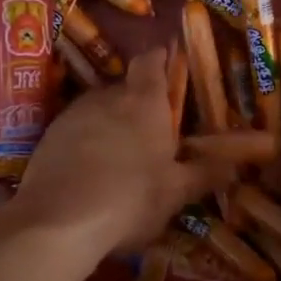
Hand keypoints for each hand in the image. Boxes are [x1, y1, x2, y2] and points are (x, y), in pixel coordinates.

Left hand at [14, 48, 233, 256]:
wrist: (58, 221)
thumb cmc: (130, 198)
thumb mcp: (175, 193)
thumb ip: (203, 174)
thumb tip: (232, 166)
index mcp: (144, 102)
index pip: (150, 62)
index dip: (158, 59)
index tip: (166, 61)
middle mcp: (106, 98)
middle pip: (124, 88)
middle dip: (136, 102)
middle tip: (150, 128)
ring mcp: (72, 115)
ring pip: (97, 109)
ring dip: (109, 123)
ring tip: (119, 154)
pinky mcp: (47, 137)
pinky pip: (74, 131)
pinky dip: (84, 142)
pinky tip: (89, 170)